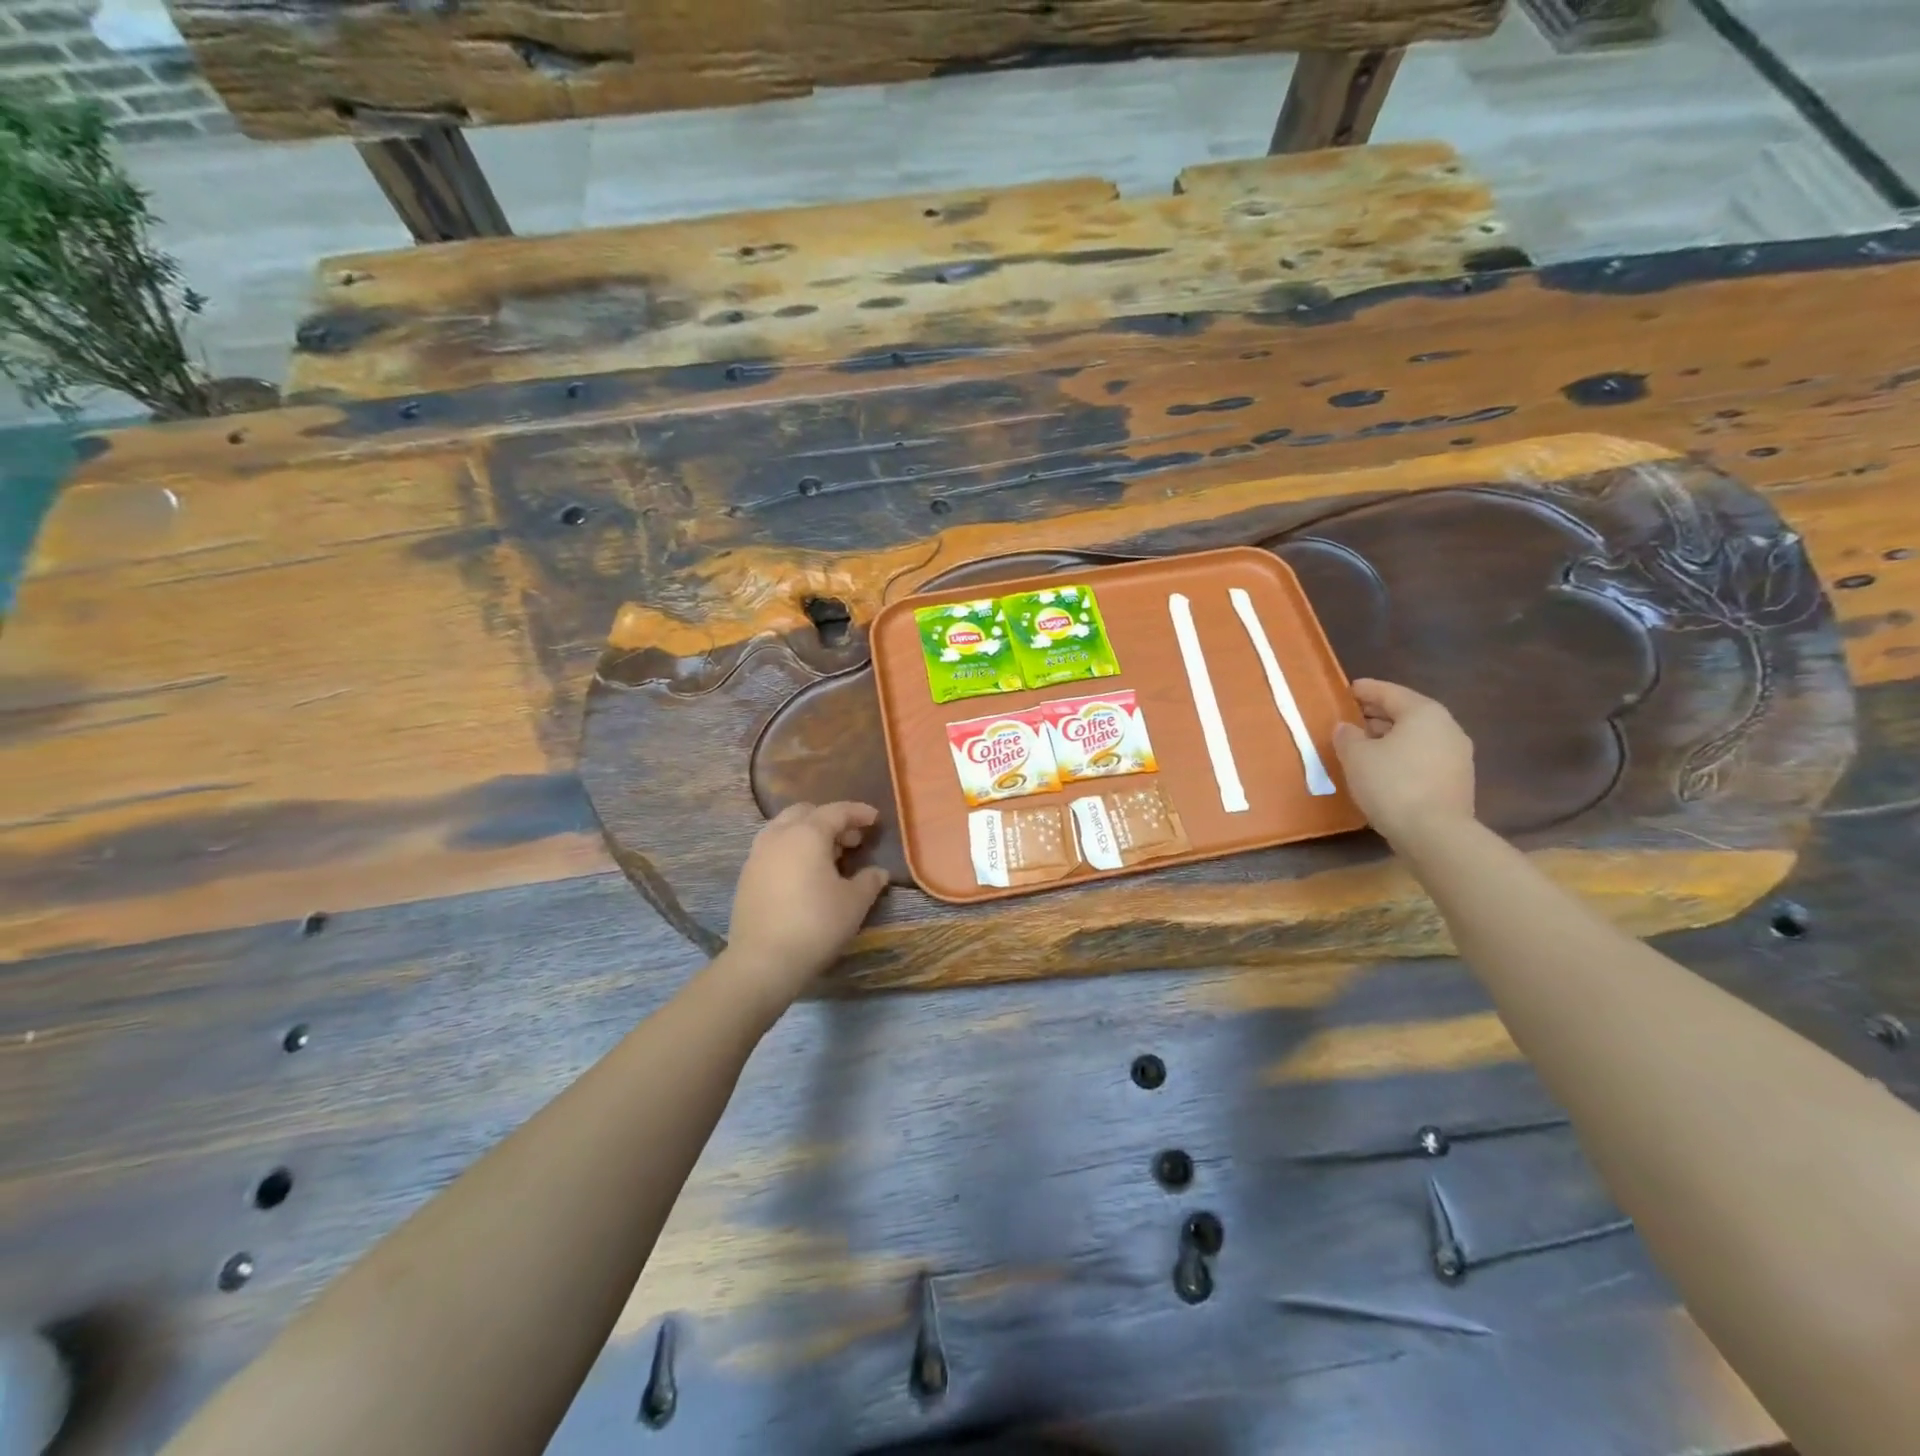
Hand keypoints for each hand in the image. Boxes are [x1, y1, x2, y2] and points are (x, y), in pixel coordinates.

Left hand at [723, 802, 889, 1004]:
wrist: (763, 961)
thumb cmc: (816, 924)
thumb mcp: (854, 903)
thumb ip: (869, 881)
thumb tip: (878, 872)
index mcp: (807, 834)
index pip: (836, 811)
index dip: (858, 812)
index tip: (875, 819)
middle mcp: (779, 836)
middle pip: (806, 813)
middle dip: (830, 820)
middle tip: (851, 840)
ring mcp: (757, 855)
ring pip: (784, 829)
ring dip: (808, 833)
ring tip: (828, 856)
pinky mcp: (746, 877)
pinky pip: (773, 849)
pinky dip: (792, 850)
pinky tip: (804, 874)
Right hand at [1332, 679, 1475, 845]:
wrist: (1435, 833)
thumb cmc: (1392, 784)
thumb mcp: (1356, 756)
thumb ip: (1347, 736)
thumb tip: (1347, 728)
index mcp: (1424, 713)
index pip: (1390, 692)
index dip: (1365, 690)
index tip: (1346, 690)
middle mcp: (1447, 728)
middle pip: (1406, 713)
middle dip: (1377, 714)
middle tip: (1350, 718)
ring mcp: (1457, 755)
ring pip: (1416, 737)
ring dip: (1389, 737)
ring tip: (1362, 746)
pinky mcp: (1456, 781)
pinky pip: (1423, 757)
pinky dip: (1402, 756)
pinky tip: (1382, 769)